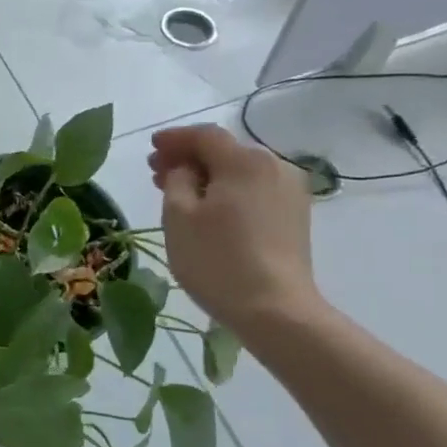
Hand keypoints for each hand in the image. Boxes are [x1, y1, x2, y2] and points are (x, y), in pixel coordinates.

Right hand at [148, 125, 321, 331]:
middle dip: (189, 158)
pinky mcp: (295, 216)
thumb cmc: (217, 259)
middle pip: (224, 152)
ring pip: (240, 172)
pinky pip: (254, 191)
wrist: (276, 310)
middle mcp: (274, 167)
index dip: (175, 138)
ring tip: (180, 193)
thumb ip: (176, 180)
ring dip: (208, 177)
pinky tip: (210, 210)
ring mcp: (290, 192)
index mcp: (244, 161)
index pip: (205, 136)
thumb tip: (185, 169)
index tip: (151, 148)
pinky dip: (228, 192)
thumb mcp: (178, 216)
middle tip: (157, 173)